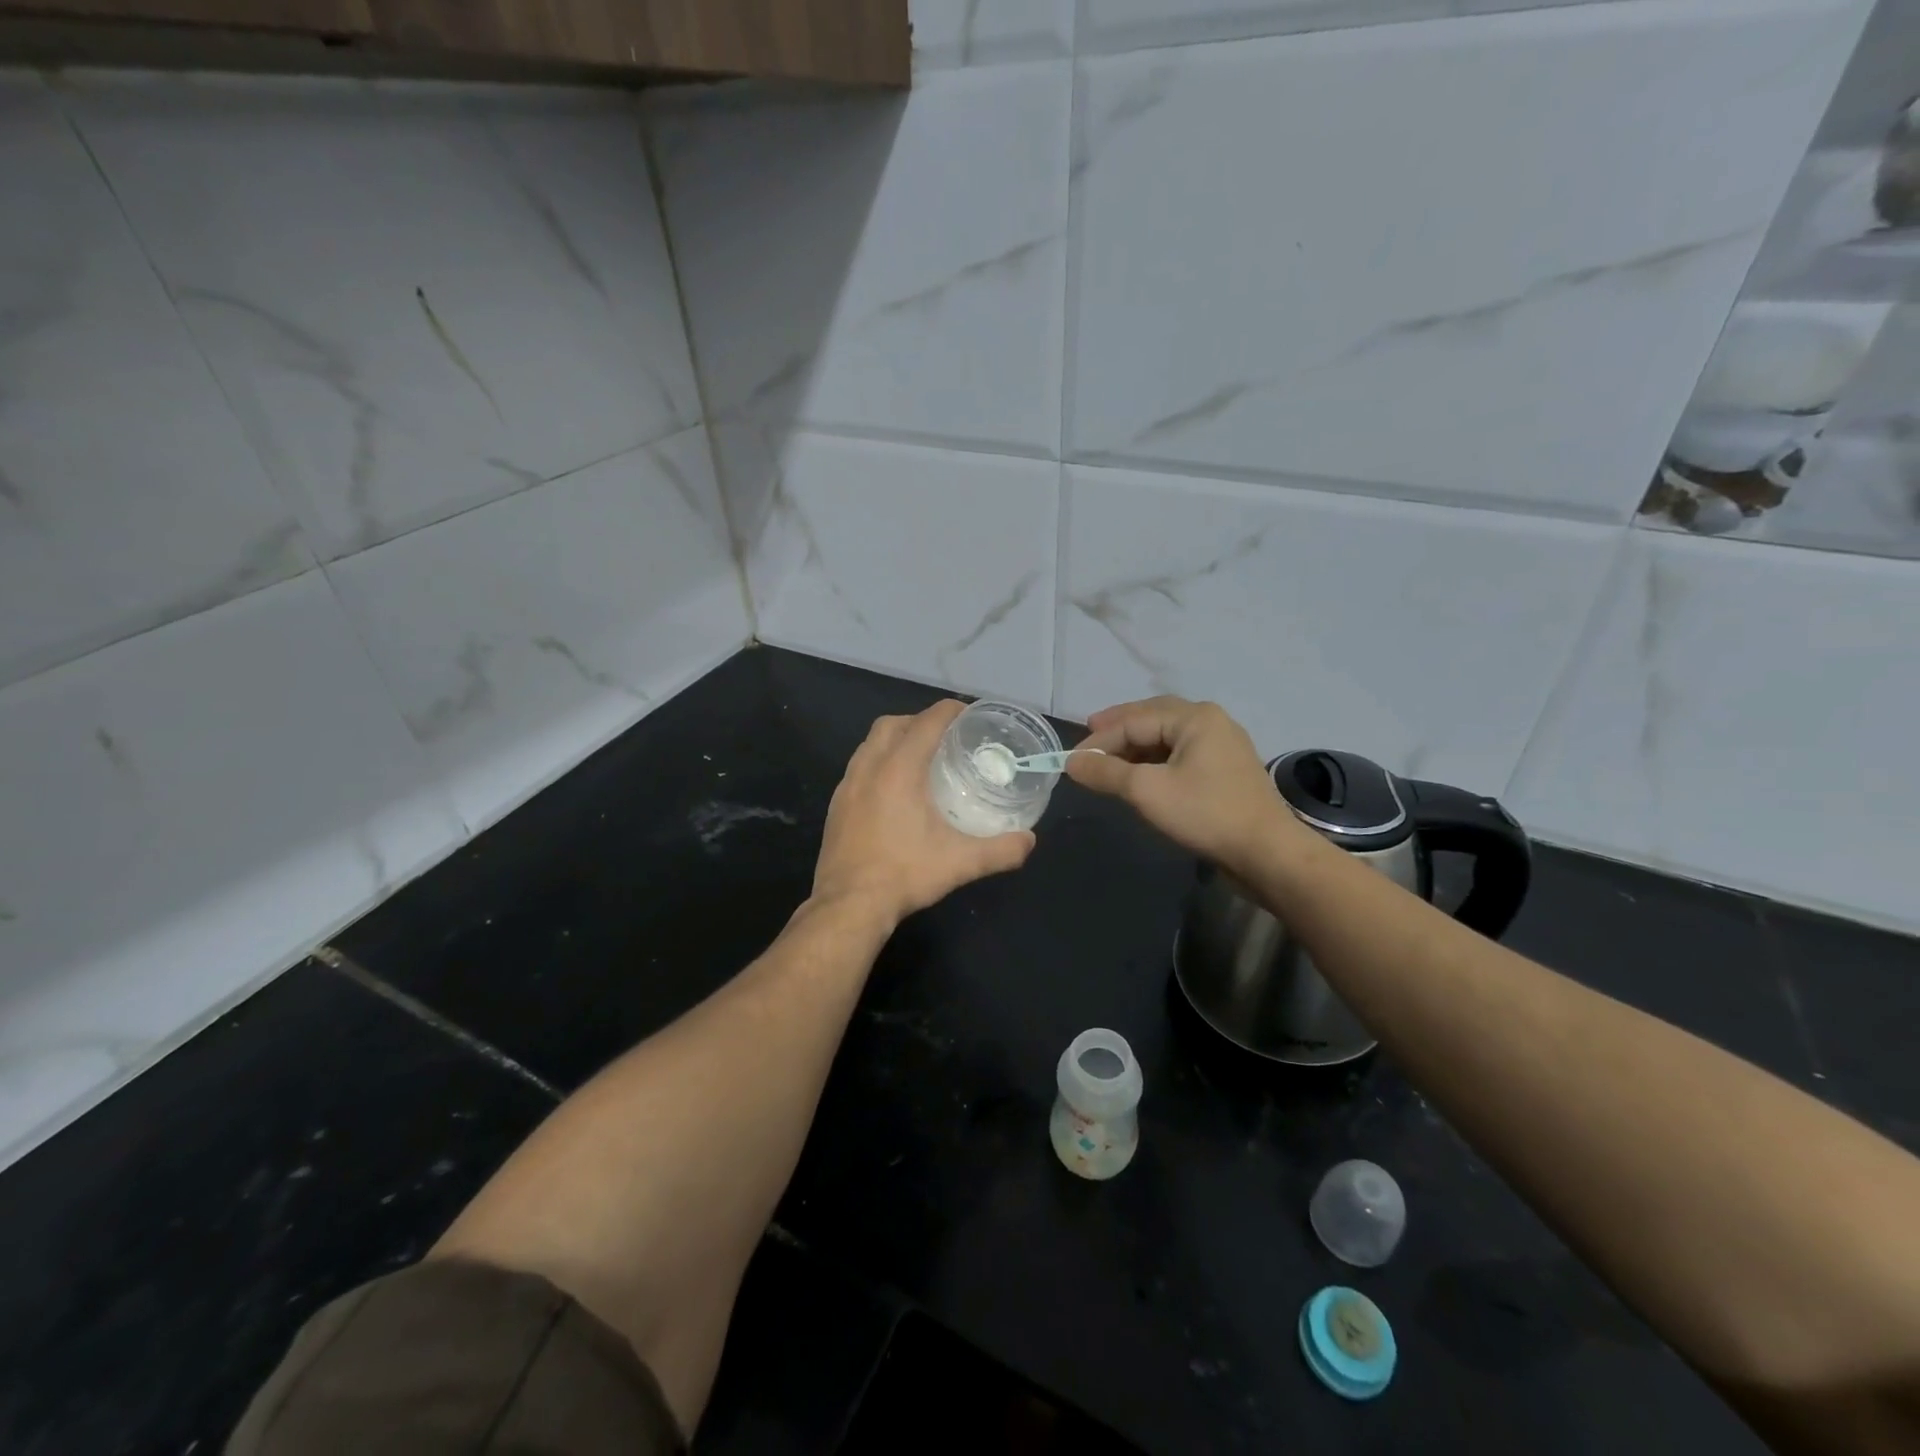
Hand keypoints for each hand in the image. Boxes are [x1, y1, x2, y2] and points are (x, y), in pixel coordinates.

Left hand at [812, 700, 1035, 926]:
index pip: (927, 722)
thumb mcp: (961, 863)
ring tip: (920, 760)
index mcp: (899, 769)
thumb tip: (1029, 841)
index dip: (950, 711)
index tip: (969, 715)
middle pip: (893, 723)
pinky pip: (858, 766)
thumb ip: (1001, 850)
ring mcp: (846, 785)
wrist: (848, 905)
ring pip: (870, 743)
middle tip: (946, 738)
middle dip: (919, 721)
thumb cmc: (904, 875)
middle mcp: (869, 767)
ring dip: (895, 740)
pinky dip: (878, 763)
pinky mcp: (836, 804)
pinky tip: (893, 791)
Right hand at [1067, 697, 1305, 869]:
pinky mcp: (1225, 771)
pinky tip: (1139, 776)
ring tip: (1108, 761)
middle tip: (1088, 741)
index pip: (1133, 720)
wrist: (1267, 853)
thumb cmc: (1205, 813)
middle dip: (1117, 731)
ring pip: (1166, 738)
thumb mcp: (1147, 791)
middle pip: (1152, 719)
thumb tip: (1071, 762)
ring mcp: (1221, 746)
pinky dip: (1154, 761)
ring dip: (1135, 748)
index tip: (1070, 761)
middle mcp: (1210, 722)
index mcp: (1194, 717)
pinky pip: (1180, 755)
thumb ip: (1106, 772)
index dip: (1098, 739)